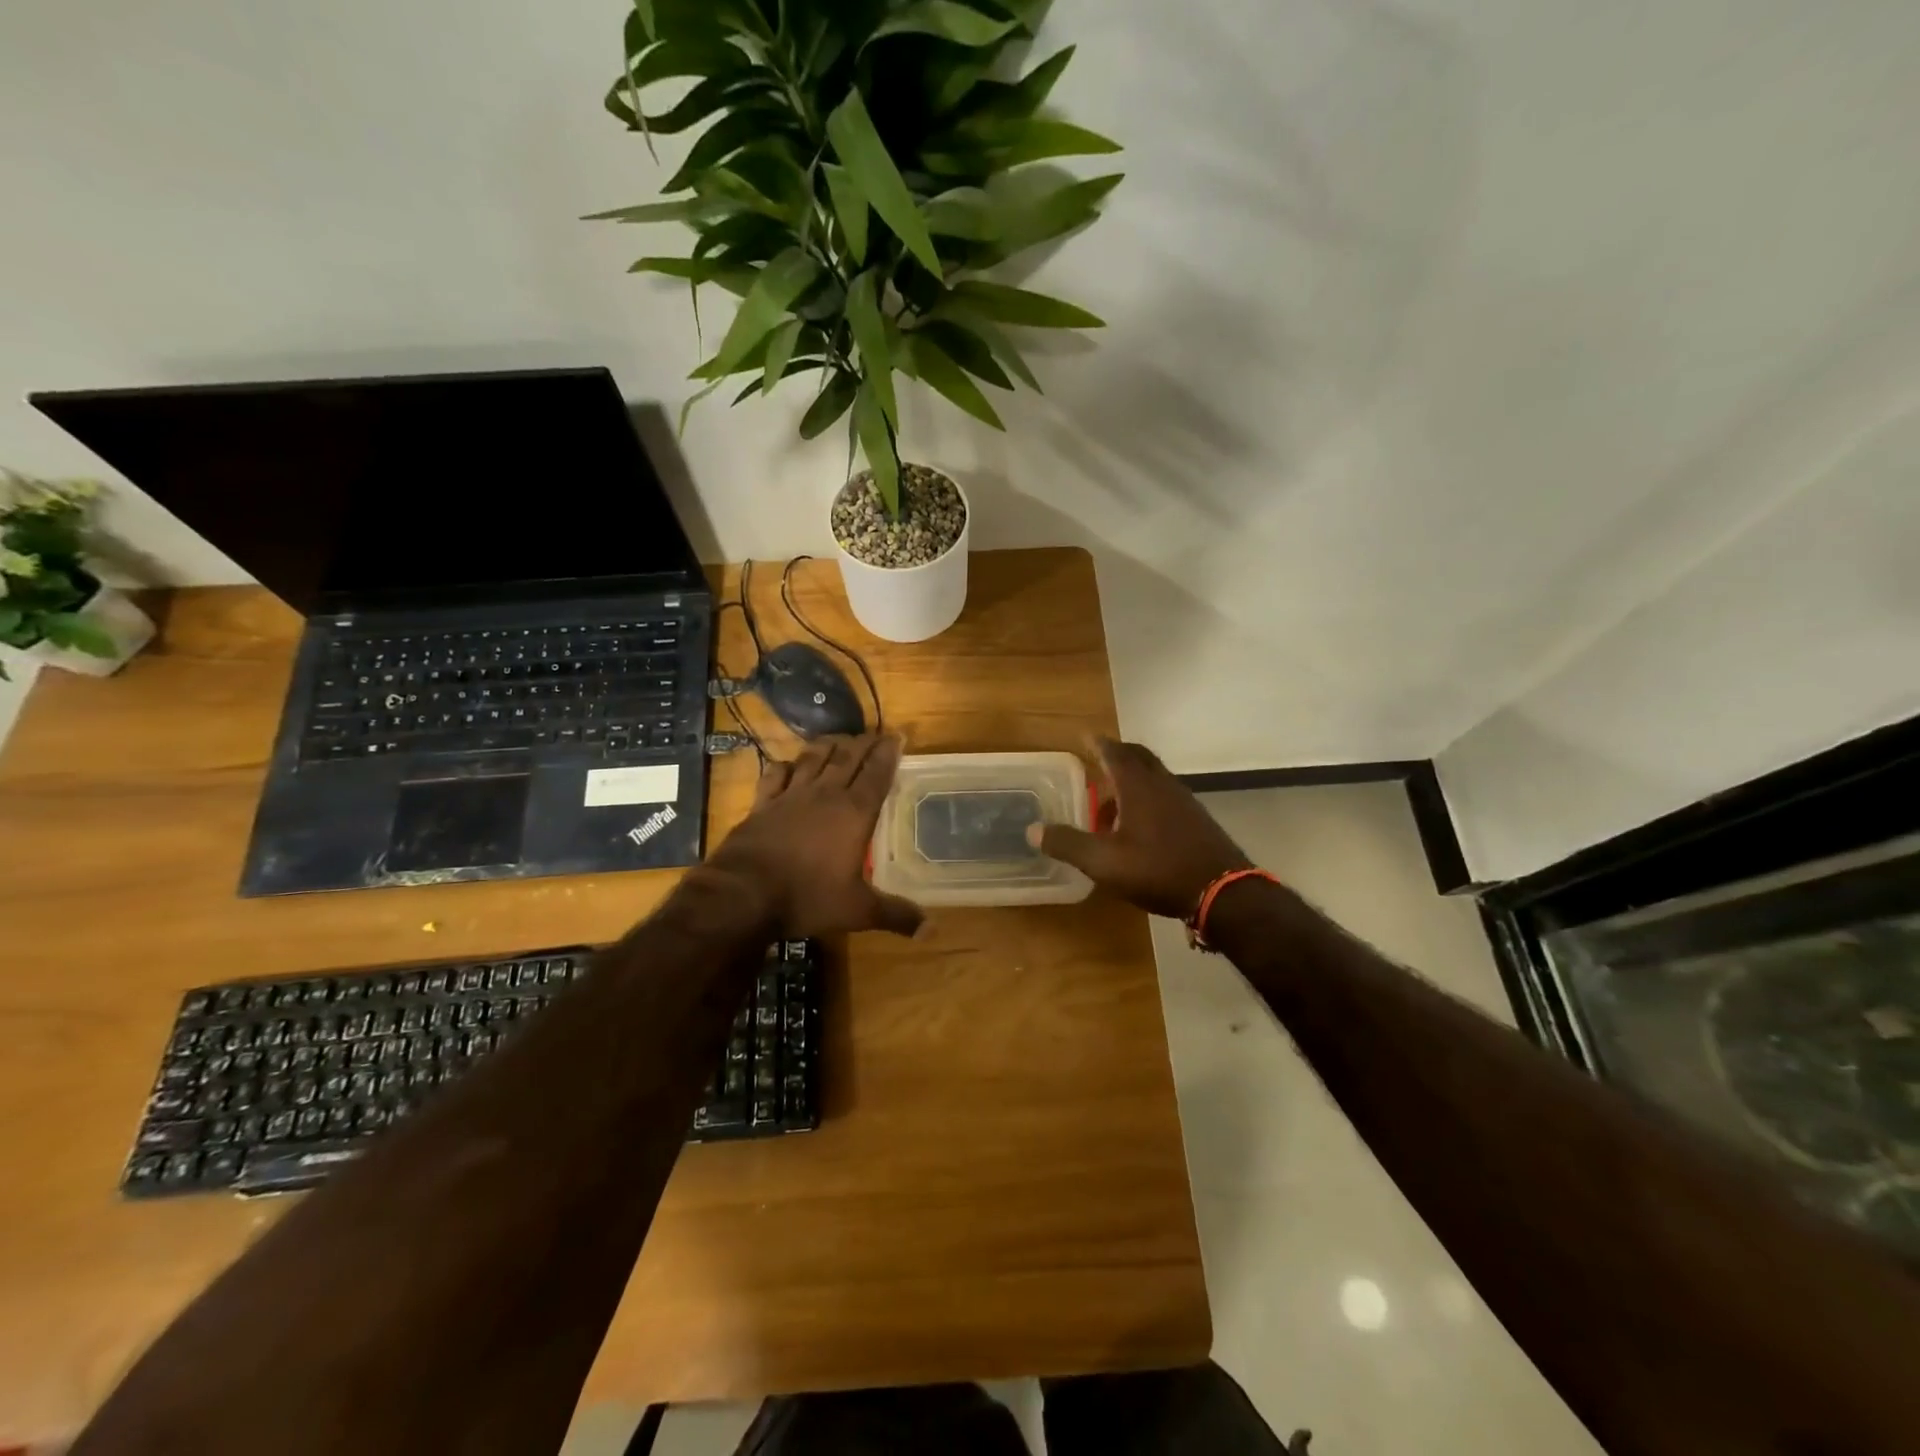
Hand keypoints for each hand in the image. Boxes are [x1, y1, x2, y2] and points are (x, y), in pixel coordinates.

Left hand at [711, 734, 923, 938]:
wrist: (743, 893)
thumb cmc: (807, 897)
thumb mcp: (857, 911)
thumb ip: (896, 915)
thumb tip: (932, 931)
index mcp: (854, 812)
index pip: (877, 774)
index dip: (888, 753)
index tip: (897, 736)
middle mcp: (825, 795)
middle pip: (848, 758)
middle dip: (863, 744)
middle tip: (874, 734)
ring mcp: (790, 796)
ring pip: (813, 759)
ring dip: (828, 746)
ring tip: (839, 739)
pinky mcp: (762, 804)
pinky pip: (776, 775)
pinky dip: (785, 765)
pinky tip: (789, 764)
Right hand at [1028, 736, 1253, 919]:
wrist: (1223, 892)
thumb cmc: (1159, 870)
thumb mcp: (1104, 862)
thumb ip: (1068, 843)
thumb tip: (1033, 829)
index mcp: (1138, 786)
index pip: (1114, 752)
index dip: (1097, 743)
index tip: (1084, 737)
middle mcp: (1162, 785)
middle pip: (1138, 757)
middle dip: (1116, 755)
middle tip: (1097, 761)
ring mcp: (1183, 800)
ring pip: (1153, 777)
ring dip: (1130, 781)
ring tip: (1109, 804)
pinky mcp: (1196, 819)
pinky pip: (1165, 795)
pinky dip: (1146, 798)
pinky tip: (1138, 827)